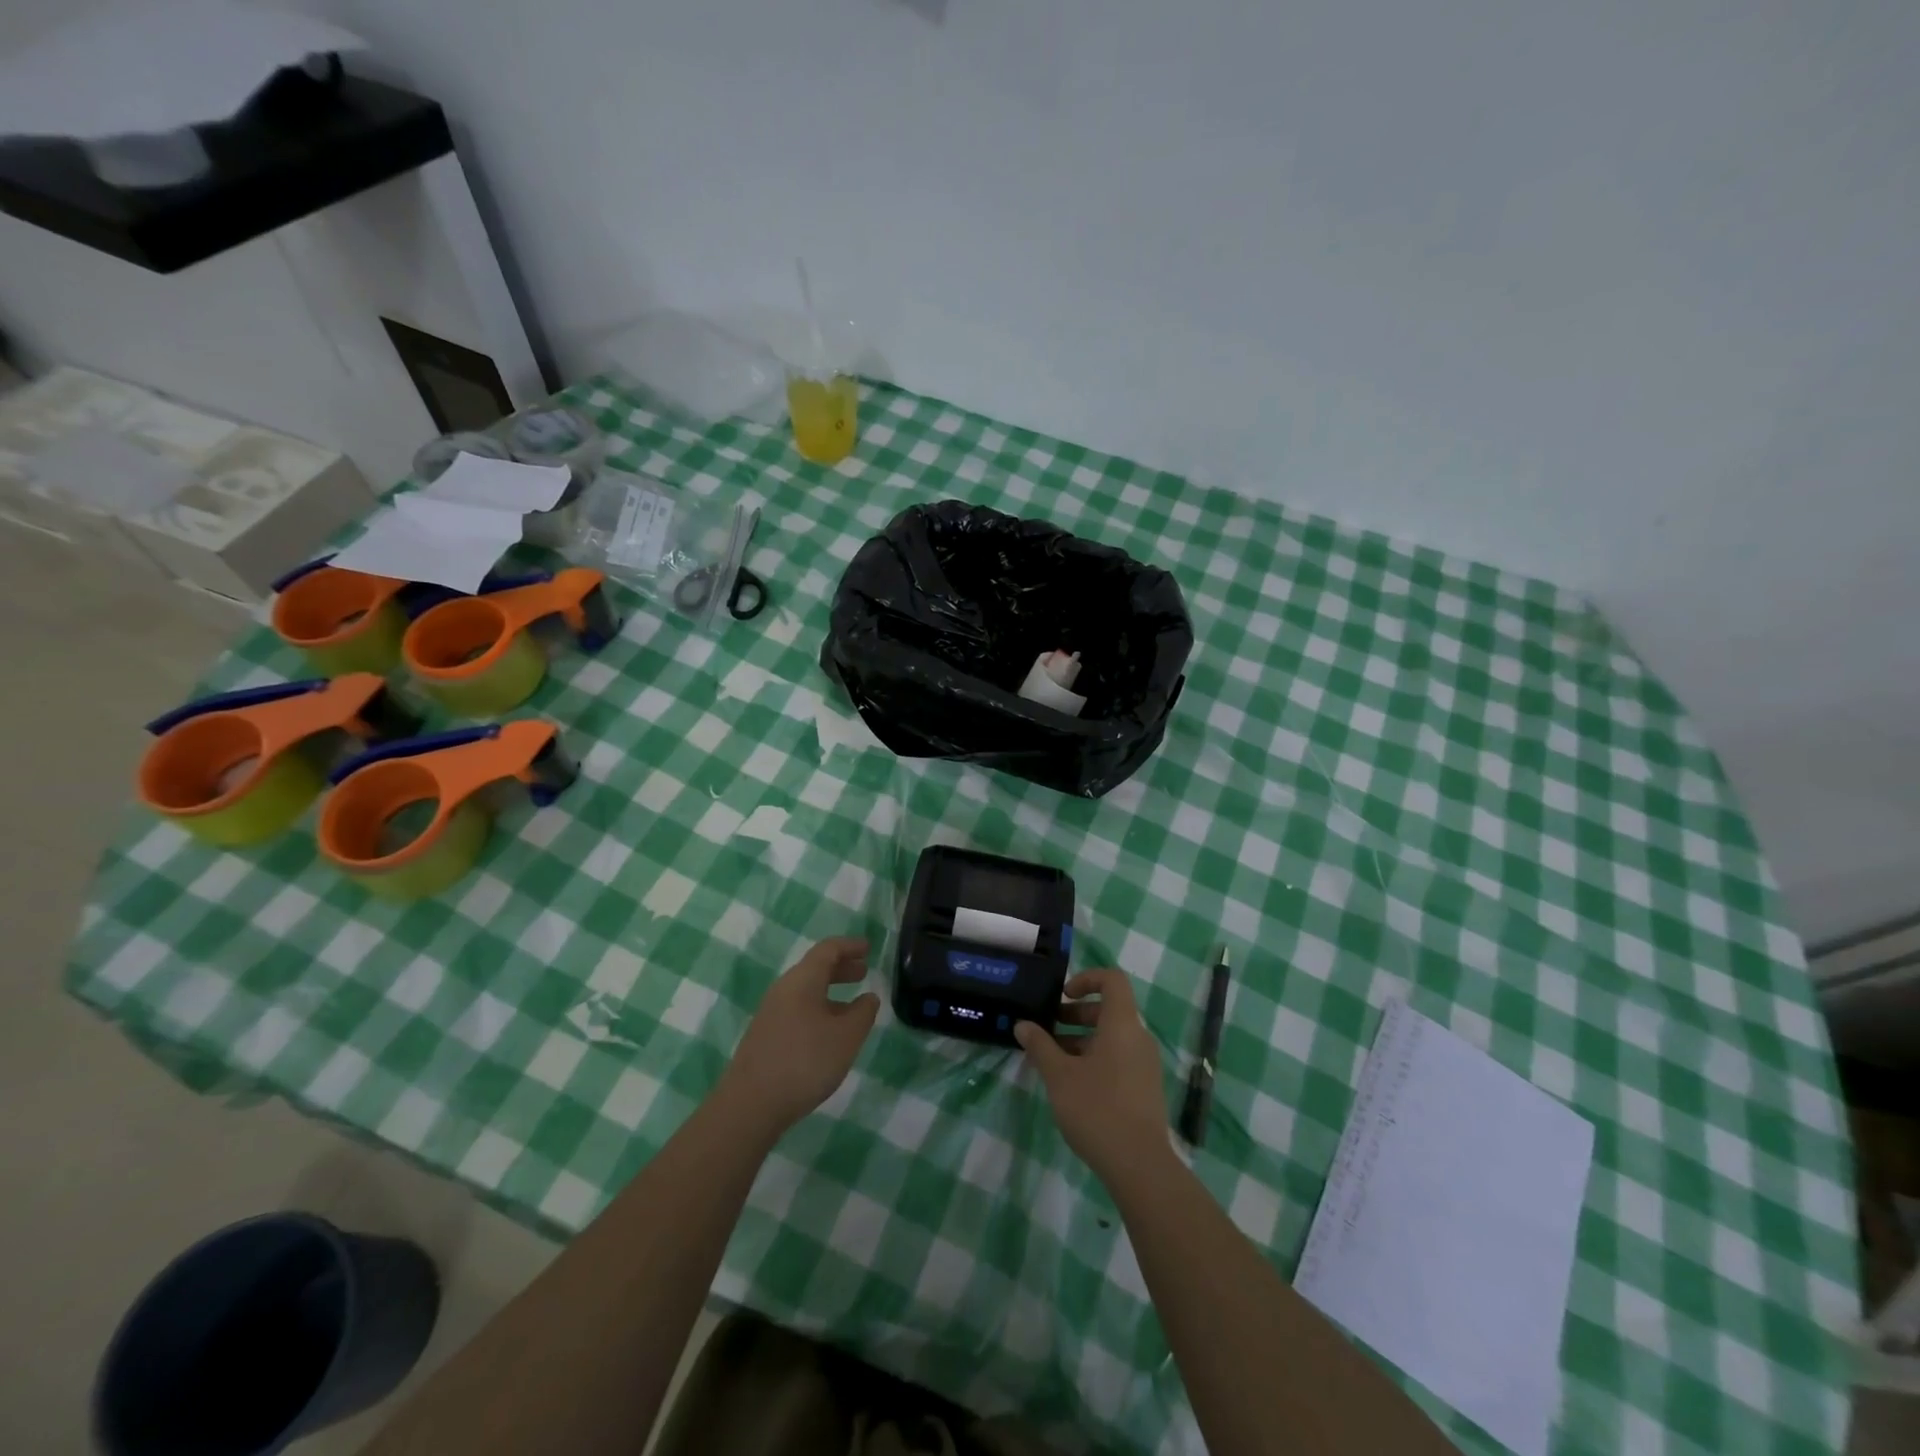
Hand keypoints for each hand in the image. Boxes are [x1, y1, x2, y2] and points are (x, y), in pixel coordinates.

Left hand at [719, 937, 879, 1135]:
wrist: (750, 1105)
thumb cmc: (805, 1061)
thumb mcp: (846, 1037)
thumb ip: (863, 1013)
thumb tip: (869, 998)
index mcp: (802, 980)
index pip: (828, 949)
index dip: (850, 946)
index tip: (869, 948)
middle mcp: (784, 989)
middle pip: (815, 968)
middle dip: (841, 967)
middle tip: (864, 972)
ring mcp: (771, 1013)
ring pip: (806, 990)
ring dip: (831, 991)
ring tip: (853, 1005)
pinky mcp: (765, 1035)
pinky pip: (797, 1009)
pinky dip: (819, 1008)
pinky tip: (829, 1032)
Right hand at [1015, 968, 1170, 1182]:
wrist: (1140, 1165)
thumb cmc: (1097, 1108)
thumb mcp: (1059, 1075)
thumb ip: (1040, 1046)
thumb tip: (1023, 1025)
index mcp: (1122, 1024)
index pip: (1113, 980)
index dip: (1087, 979)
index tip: (1062, 995)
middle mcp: (1138, 1037)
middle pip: (1108, 1010)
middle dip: (1075, 1014)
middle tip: (1047, 1030)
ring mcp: (1145, 1064)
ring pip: (1111, 1037)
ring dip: (1080, 1040)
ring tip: (1051, 1060)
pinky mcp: (1144, 1088)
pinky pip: (1118, 1058)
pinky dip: (1094, 1059)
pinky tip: (1070, 1084)